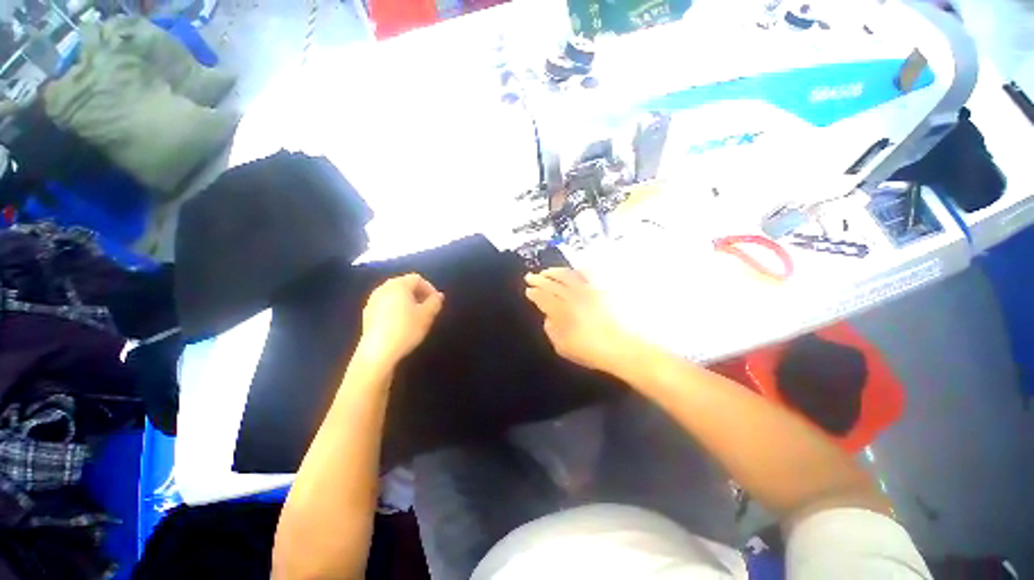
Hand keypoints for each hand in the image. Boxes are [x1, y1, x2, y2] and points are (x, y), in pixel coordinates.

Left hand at [356, 274, 443, 367]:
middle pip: (404, 285)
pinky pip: (386, 304)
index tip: (436, 302)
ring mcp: (372, 300)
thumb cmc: (406, 329)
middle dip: (418, 294)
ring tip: (415, 315)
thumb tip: (438, 296)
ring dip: (407, 301)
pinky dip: (395, 308)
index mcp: (398, 285)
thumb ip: (435, 302)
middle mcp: (383, 288)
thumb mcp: (426, 316)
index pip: (417, 279)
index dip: (430, 288)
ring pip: (394, 295)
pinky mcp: (367, 313)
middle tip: (427, 307)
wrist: (377, 352)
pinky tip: (400, 323)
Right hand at [524, 268, 642, 375]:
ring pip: (567, 274)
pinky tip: (576, 271)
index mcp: (561, 311)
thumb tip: (548, 318)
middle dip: (539, 279)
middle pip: (552, 284)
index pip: (542, 297)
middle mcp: (572, 296)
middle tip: (530, 276)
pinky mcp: (604, 287)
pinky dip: (579, 270)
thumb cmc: (592, 351)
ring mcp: (589, 289)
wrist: (625, 347)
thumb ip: (551, 330)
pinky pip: (589, 273)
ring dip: (554, 272)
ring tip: (548, 271)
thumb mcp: (563, 347)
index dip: (534, 293)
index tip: (529, 290)